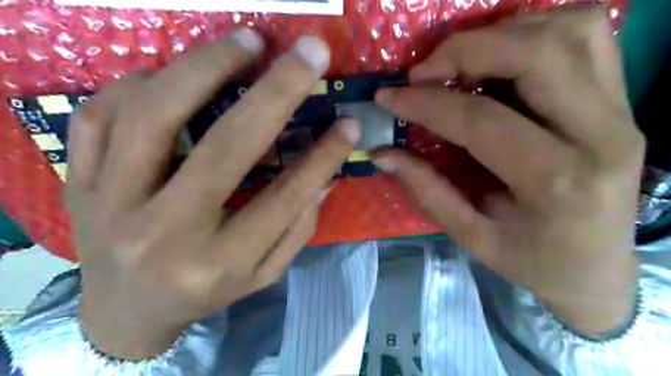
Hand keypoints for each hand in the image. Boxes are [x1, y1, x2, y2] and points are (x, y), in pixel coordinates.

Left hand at [66, 31, 361, 358]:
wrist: (123, 313)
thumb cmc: (204, 293)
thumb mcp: (262, 274)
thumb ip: (297, 230)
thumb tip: (325, 177)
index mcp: (218, 263)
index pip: (284, 199)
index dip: (323, 157)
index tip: (349, 124)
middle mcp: (165, 233)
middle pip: (225, 148)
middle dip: (275, 92)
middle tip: (308, 53)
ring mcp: (111, 204)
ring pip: (155, 116)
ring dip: (207, 67)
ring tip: (246, 43)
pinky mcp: (79, 183)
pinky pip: (101, 116)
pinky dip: (142, 83)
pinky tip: (176, 75)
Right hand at [375, 7, 640, 337]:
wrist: (598, 271)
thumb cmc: (532, 262)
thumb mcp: (471, 236)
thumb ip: (425, 189)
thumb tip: (381, 153)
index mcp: (557, 183)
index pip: (481, 120)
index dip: (426, 103)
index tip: (388, 97)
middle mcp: (602, 136)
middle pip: (536, 54)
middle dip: (465, 51)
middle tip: (423, 72)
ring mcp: (622, 111)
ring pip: (570, 30)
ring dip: (502, 34)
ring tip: (460, 63)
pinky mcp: (624, 101)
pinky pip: (587, 37)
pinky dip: (535, 31)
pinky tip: (501, 58)